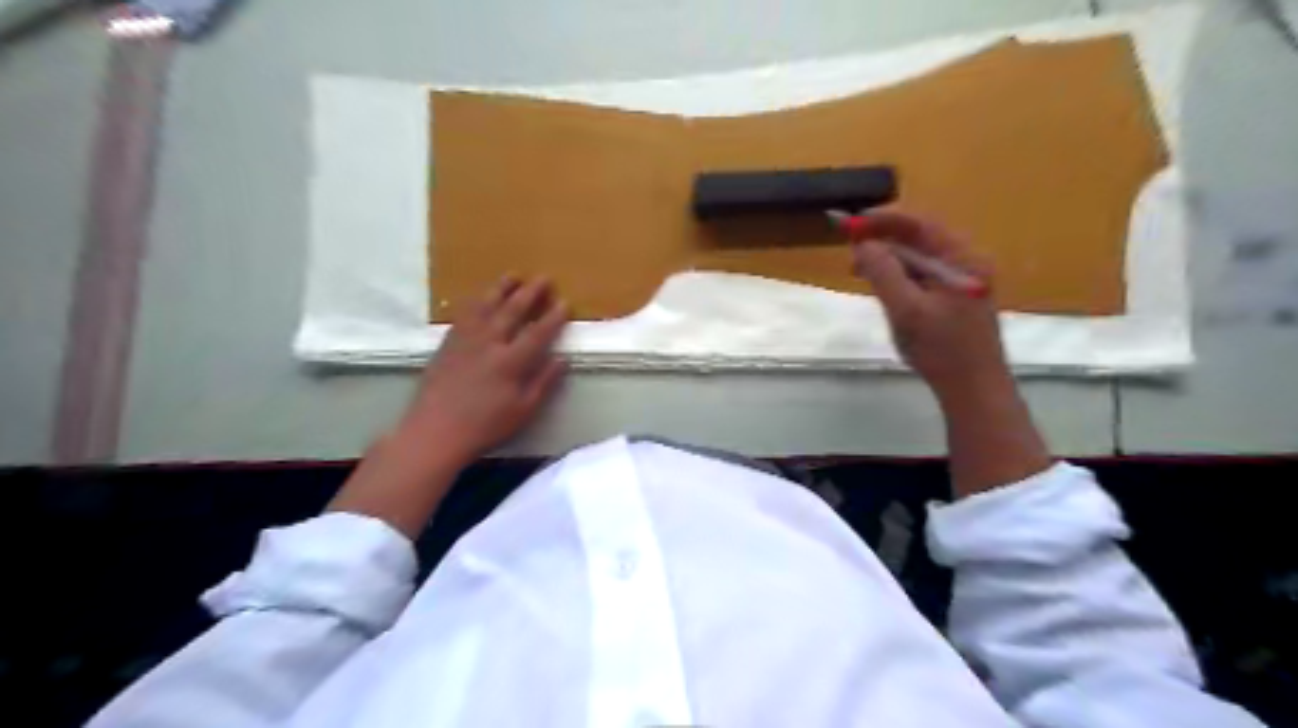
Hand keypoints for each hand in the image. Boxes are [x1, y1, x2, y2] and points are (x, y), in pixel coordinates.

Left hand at [328, 276, 566, 537]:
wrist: (435, 431)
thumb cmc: (485, 426)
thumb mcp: (523, 411)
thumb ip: (544, 382)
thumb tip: (562, 359)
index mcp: (511, 362)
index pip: (538, 333)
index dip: (553, 317)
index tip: (565, 302)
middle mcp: (489, 344)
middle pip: (512, 311)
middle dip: (531, 293)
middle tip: (544, 278)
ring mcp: (466, 340)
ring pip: (486, 306)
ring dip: (501, 289)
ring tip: (513, 276)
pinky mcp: (448, 343)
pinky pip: (464, 315)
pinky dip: (475, 302)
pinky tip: (480, 297)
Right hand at [854, 207, 1001, 404]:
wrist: (974, 389)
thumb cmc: (942, 349)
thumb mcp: (907, 309)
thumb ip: (883, 273)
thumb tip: (862, 244)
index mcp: (963, 259)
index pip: (922, 224)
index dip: (885, 219)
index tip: (853, 223)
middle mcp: (966, 263)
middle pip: (920, 239)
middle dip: (883, 241)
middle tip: (851, 253)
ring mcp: (962, 281)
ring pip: (919, 259)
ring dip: (888, 261)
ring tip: (859, 272)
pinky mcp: (954, 299)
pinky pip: (922, 277)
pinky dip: (899, 277)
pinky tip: (882, 289)